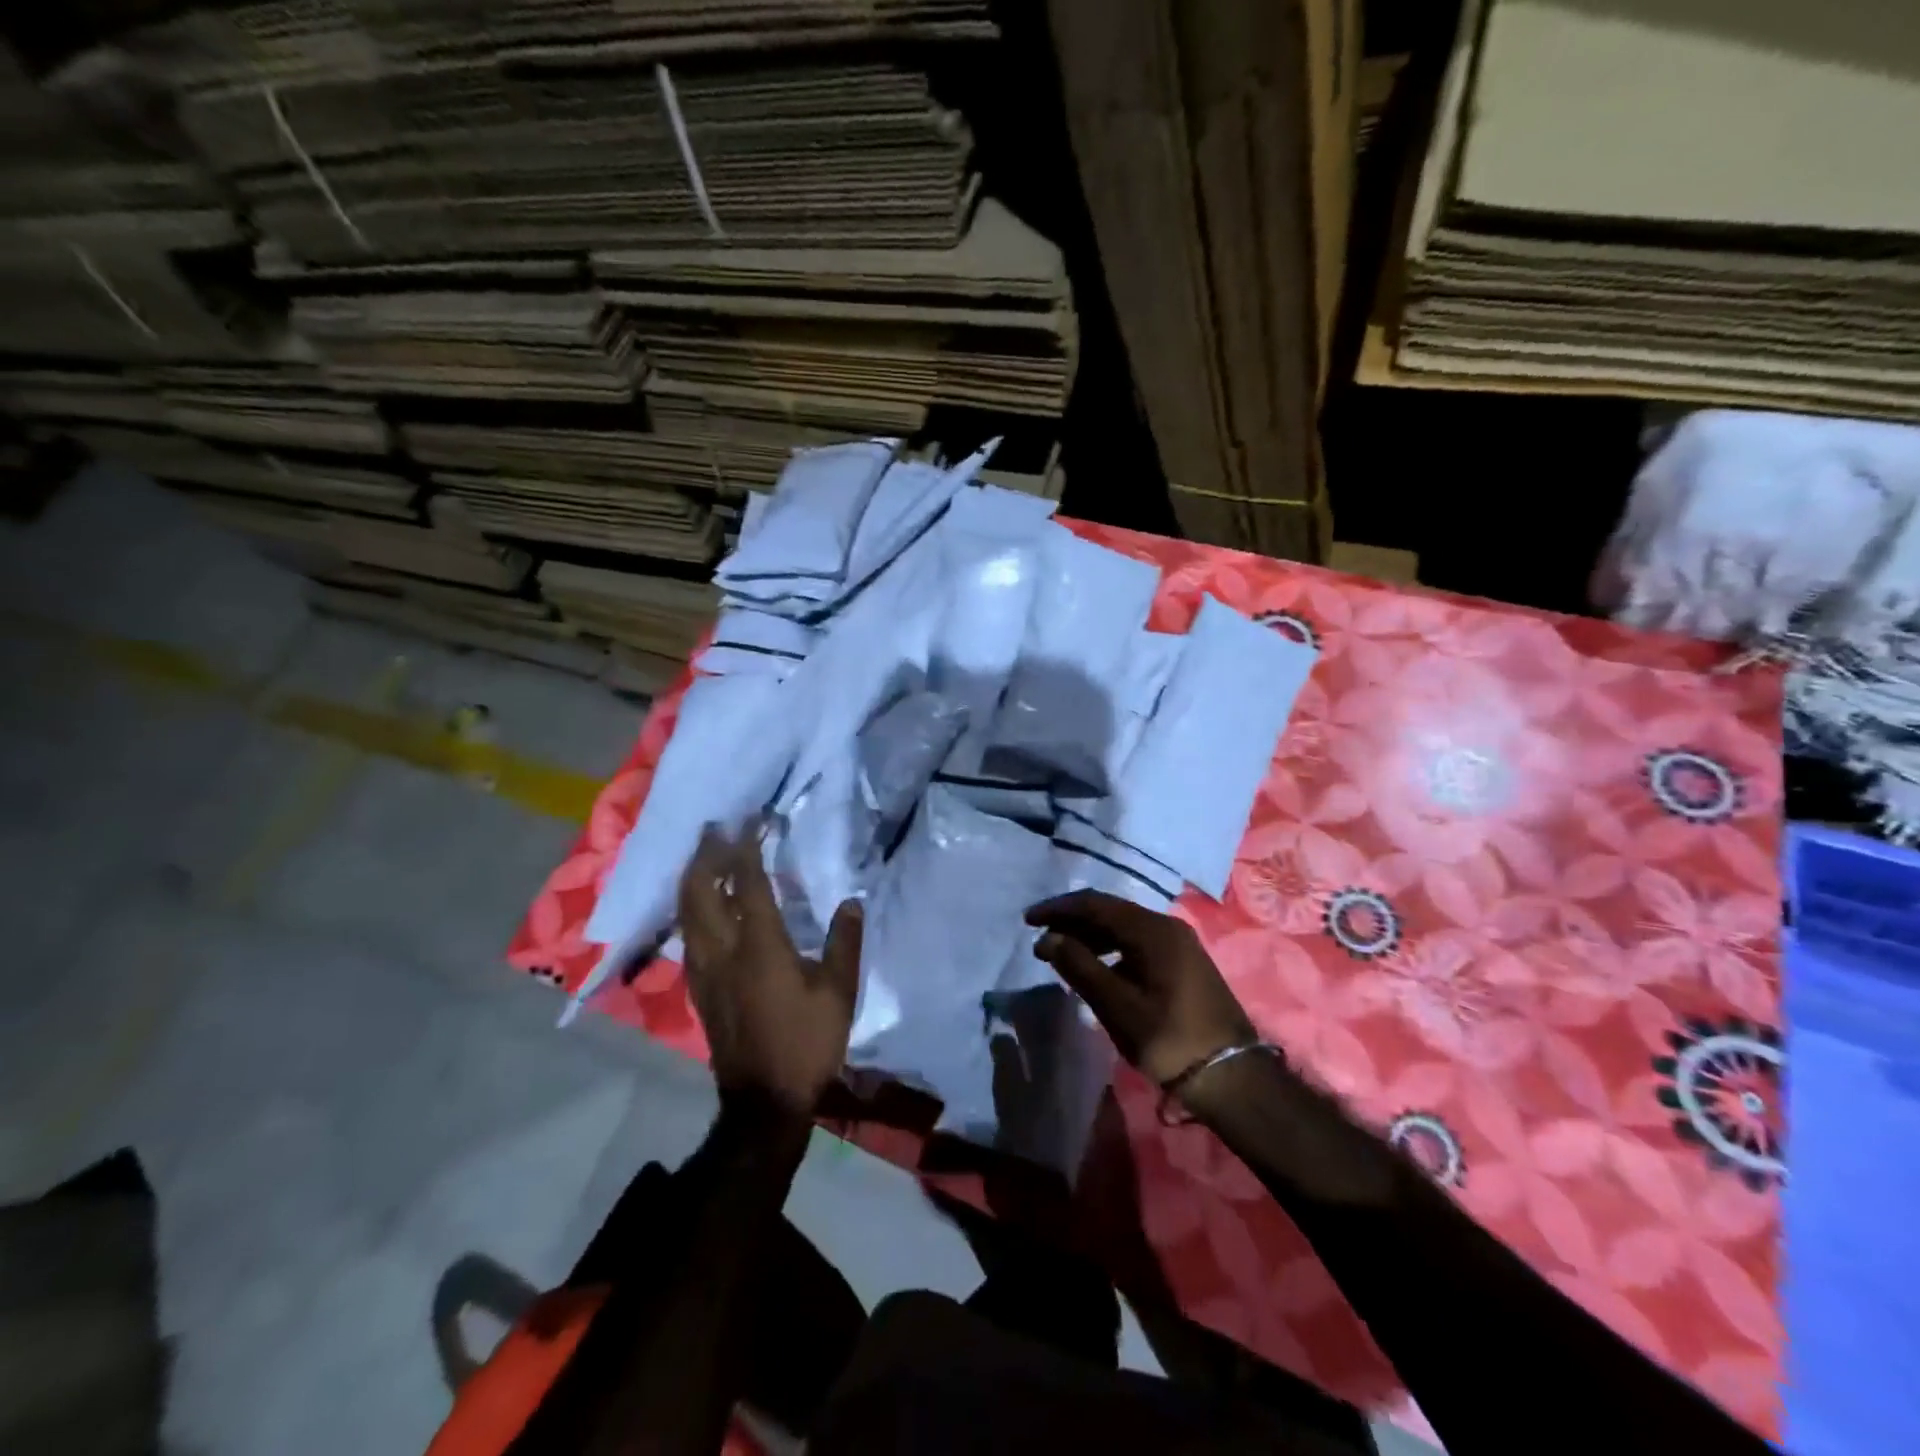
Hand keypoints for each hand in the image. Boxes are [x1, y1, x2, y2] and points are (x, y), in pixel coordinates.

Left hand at [679, 825, 863, 1118]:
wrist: (764, 1101)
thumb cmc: (805, 1043)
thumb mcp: (839, 992)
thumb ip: (844, 942)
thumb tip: (851, 901)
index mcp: (760, 946)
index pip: (748, 884)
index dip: (746, 848)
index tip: (749, 820)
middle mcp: (723, 951)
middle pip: (701, 892)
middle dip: (705, 856)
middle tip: (713, 829)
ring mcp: (705, 971)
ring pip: (686, 913)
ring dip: (692, 879)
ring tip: (702, 858)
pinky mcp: (698, 989)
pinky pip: (688, 936)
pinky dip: (690, 909)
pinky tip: (700, 908)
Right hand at [1026, 891, 1255, 1088]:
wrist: (1233, 1078)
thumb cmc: (1170, 1039)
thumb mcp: (1117, 1005)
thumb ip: (1079, 966)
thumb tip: (1047, 938)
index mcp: (1152, 929)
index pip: (1095, 905)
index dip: (1058, 909)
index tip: (1028, 921)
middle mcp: (1167, 926)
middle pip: (1110, 912)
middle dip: (1072, 922)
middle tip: (1041, 940)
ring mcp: (1179, 944)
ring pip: (1125, 927)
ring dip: (1091, 936)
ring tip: (1063, 955)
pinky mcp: (1184, 964)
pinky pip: (1138, 943)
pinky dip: (1111, 949)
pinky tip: (1097, 969)